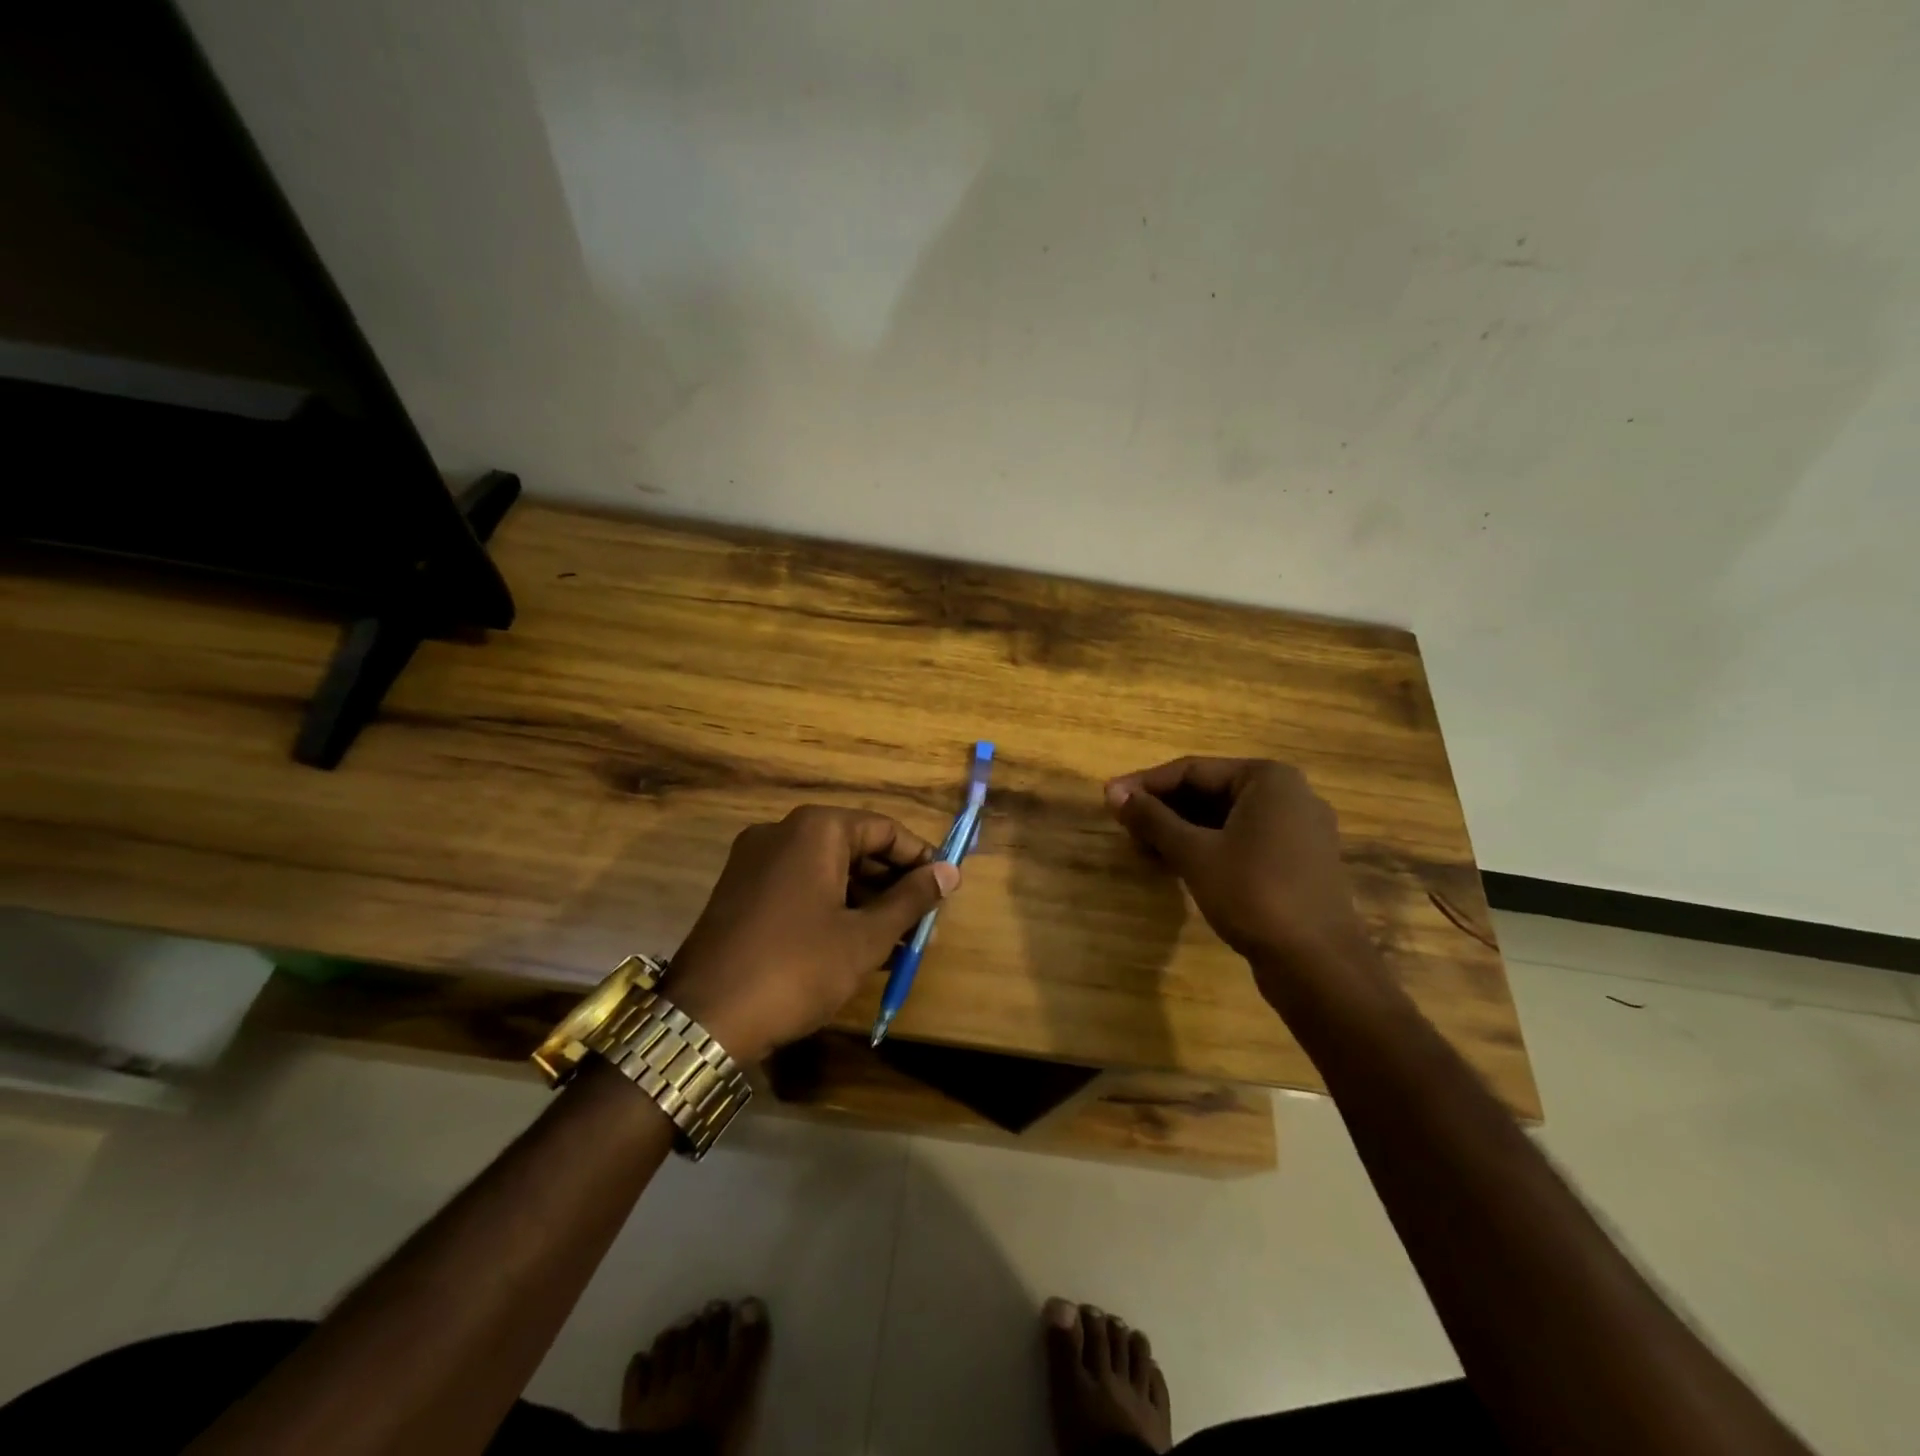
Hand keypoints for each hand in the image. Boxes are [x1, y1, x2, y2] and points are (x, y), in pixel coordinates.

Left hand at [667, 806, 960, 1062]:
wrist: (704, 1020)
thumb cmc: (797, 969)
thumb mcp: (865, 937)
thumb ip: (910, 899)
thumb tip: (950, 871)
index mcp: (815, 830)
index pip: (884, 829)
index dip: (919, 859)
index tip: (944, 891)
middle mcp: (781, 832)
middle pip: (854, 847)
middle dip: (891, 886)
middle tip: (920, 924)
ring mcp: (754, 861)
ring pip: (827, 870)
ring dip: (864, 902)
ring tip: (894, 944)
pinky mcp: (739, 891)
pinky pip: (799, 887)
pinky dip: (831, 908)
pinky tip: (853, 947)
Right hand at [1104, 758, 1383, 1005]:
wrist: (1317, 964)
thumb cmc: (1253, 894)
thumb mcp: (1194, 853)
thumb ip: (1153, 819)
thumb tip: (1113, 792)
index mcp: (1268, 779)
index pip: (1193, 770)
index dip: (1146, 785)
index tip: (1109, 799)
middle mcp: (1290, 795)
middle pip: (1211, 791)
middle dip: (1164, 809)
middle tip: (1124, 826)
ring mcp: (1299, 830)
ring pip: (1226, 818)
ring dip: (1183, 830)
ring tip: (1143, 847)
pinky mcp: (1299, 862)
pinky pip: (1244, 840)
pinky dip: (1209, 847)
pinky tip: (1177, 864)